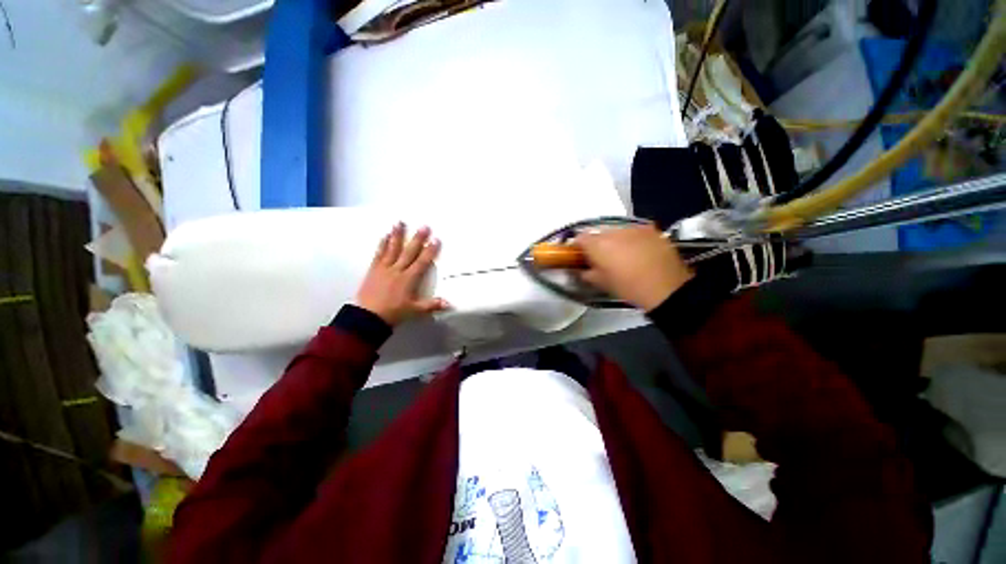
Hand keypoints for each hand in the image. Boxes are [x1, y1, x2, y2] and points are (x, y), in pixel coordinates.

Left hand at [355, 223, 448, 325]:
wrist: (368, 317)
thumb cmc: (394, 313)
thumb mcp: (415, 310)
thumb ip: (432, 305)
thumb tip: (449, 303)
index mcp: (409, 279)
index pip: (422, 262)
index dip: (430, 251)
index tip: (436, 239)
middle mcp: (397, 270)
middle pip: (409, 252)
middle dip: (417, 239)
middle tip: (424, 226)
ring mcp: (384, 268)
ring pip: (393, 249)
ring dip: (398, 236)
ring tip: (401, 223)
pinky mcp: (373, 270)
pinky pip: (379, 254)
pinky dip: (382, 244)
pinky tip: (385, 236)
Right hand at [575, 225, 693, 310]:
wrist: (666, 287)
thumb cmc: (628, 286)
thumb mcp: (602, 283)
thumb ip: (586, 273)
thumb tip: (582, 269)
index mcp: (598, 244)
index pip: (579, 237)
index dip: (577, 246)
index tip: (580, 256)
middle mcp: (613, 231)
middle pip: (598, 233)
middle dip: (596, 244)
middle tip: (601, 258)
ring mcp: (633, 228)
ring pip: (615, 231)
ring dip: (614, 241)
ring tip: (622, 255)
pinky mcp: (649, 229)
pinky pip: (632, 231)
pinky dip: (630, 239)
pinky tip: (638, 251)